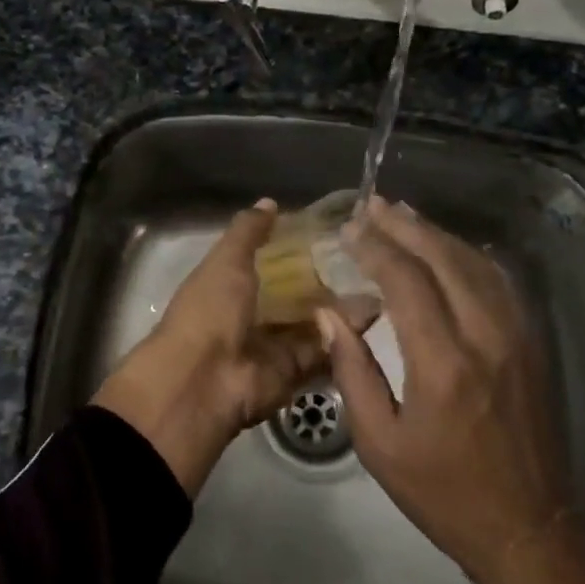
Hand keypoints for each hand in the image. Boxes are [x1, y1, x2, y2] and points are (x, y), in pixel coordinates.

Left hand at [93, 199, 348, 494]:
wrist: (205, 381)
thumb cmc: (210, 310)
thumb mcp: (226, 261)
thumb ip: (248, 231)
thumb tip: (269, 202)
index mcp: (228, 286)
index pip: (266, 261)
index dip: (292, 247)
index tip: (329, 230)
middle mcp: (250, 314)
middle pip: (293, 293)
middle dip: (324, 278)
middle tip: (364, 256)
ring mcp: (272, 344)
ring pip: (312, 321)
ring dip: (340, 305)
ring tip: (379, 279)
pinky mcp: (293, 371)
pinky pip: (322, 348)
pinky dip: (345, 333)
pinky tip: (377, 310)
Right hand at [316, 197, 584, 583]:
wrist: (529, 526)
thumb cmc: (443, 492)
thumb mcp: (379, 444)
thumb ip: (352, 371)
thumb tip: (329, 314)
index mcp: (442, 364)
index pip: (406, 280)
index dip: (376, 247)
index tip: (350, 229)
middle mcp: (484, 336)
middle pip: (444, 258)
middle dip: (405, 226)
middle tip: (373, 205)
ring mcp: (517, 335)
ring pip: (476, 263)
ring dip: (437, 234)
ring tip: (404, 216)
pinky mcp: (533, 342)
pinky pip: (500, 281)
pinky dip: (470, 256)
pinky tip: (450, 249)